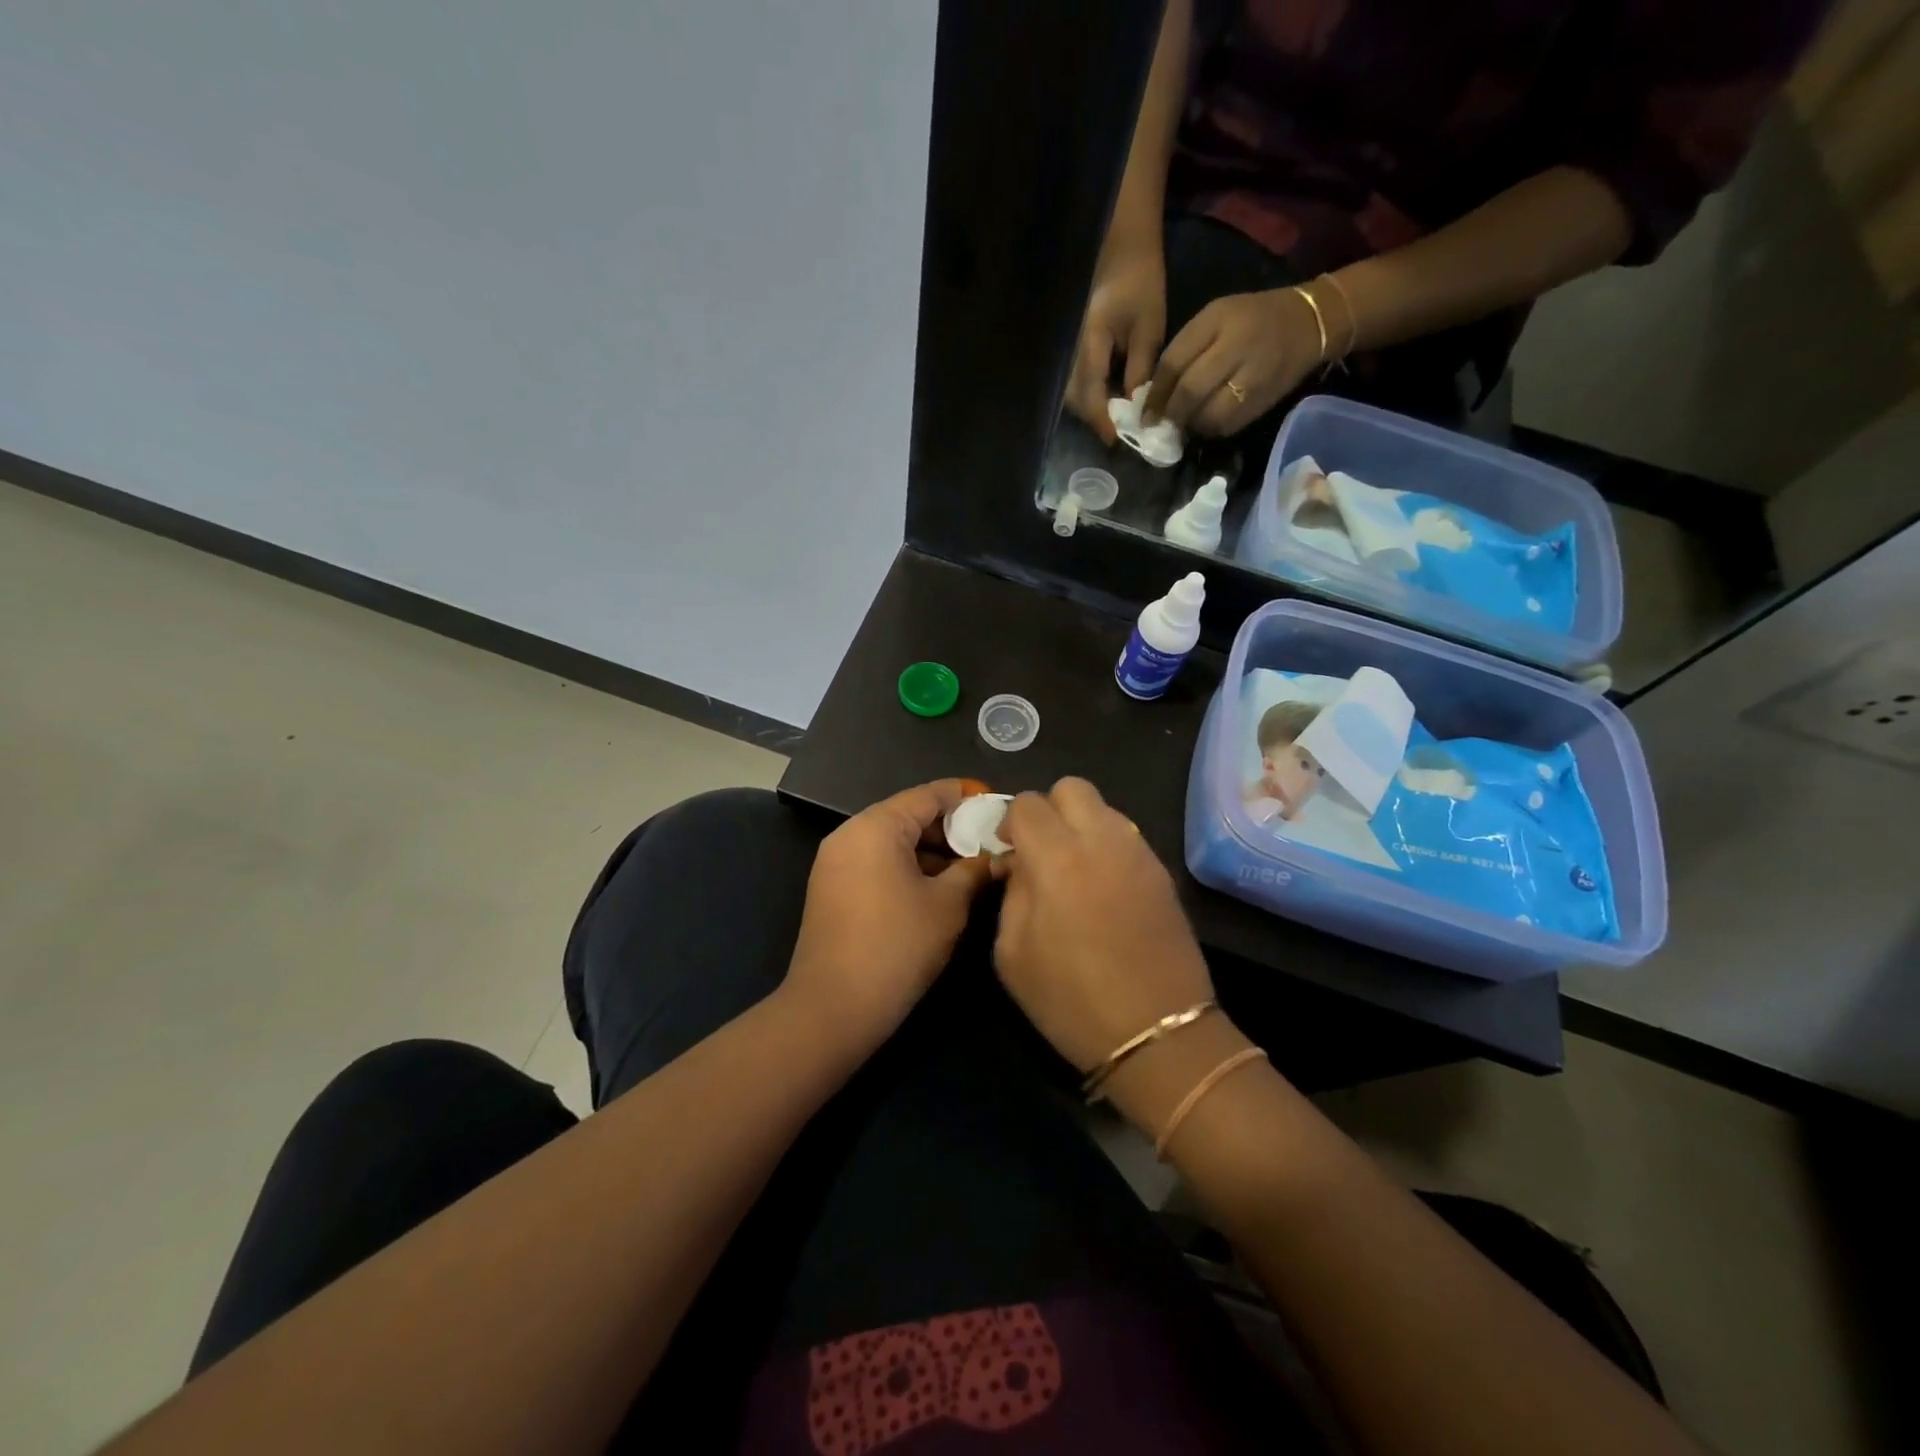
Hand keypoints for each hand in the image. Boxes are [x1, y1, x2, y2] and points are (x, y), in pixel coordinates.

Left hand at [784, 780, 993, 1058]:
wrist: (832, 1009)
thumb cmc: (897, 947)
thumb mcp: (948, 906)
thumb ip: (974, 870)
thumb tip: (996, 856)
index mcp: (876, 826)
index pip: (930, 794)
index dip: (967, 797)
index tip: (999, 806)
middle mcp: (850, 833)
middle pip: (909, 814)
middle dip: (951, 827)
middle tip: (990, 843)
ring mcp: (835, 861)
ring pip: (893, 840)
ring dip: (931, 850)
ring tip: (971, 868)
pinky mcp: (831, 888)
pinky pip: (876, 861)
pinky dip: (907, 866)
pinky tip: (938, 887)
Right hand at [993, 778, 1213, 1071]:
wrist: (1158, 1034)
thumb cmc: (1071, 1001)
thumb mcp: (1013, 953)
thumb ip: (1012, 893)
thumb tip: (1018, 863)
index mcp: (1057, 859)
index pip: (1027, 803)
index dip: (1010, 822)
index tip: (1008, 852)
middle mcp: (1102, 841)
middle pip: (1071, 787)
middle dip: (1049, 809)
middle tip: (1041, 849)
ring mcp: (1139, 853)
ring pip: (1104, 807)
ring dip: (1080, 825)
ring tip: (1074, 869)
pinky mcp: (1162, 872)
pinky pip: (1127, 836)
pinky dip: (1107, 846)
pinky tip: (1103, 887)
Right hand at [1064, 239, 1165, 443]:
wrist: (1121, 249)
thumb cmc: (1140, 282)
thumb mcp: (1149, 328)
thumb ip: (1140, 371)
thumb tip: (1136, 409)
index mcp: (1090, 344)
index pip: (1091, 394)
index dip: (1102, 421)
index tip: (1117, 441)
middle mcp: (1070, 351)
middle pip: (1074, 400)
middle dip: (1095, 419)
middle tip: (1120, 430)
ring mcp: (1066, 350)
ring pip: (1070, 394)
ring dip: (1090, 409)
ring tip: (1116, 415)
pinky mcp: (1070, 349)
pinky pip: (1073, 382)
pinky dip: (1088, 395)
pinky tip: (1108, 395)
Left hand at [1143, 288, 1322, 437]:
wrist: (1311, 323)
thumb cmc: (1252, 318)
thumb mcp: (1214, 319)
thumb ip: (1184, 350)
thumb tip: (1154, 393)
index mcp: (1218, 320)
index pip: (1175, 362)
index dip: (1155, 393)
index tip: (1143, 412)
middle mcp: (1237, 346)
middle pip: (1190, 391)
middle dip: (1169, 413)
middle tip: (1158, 425)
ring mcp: (1254, 375)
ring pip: (1208, 414)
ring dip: (1190, 424)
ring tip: (1184, 423)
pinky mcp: (1264, 399)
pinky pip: (1228, 425)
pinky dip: (1211, 428)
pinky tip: (1208, 422)